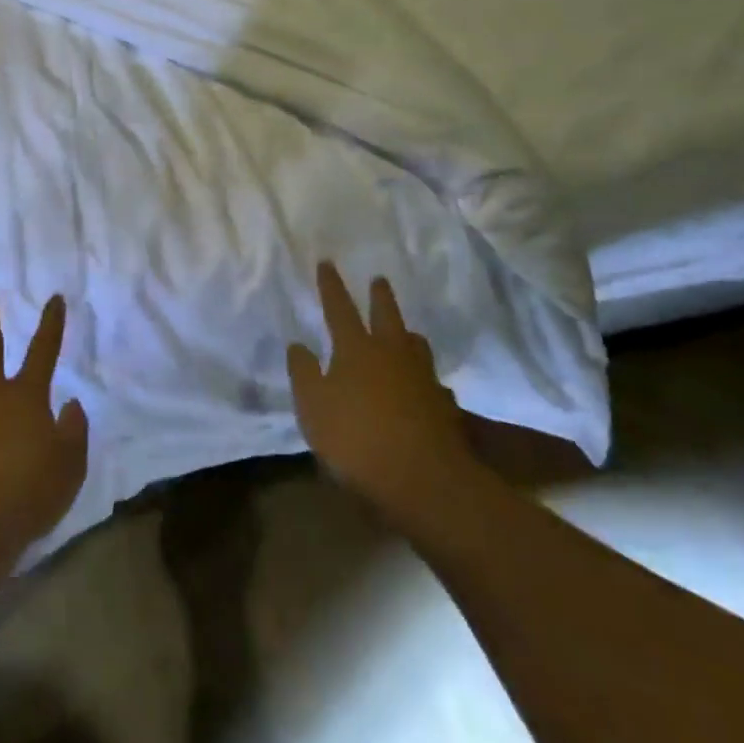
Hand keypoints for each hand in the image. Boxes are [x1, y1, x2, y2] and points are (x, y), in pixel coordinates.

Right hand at [287, 263, 483, 524]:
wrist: (424, 480)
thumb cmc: (357, 439)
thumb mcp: (313, 408)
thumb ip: (303, 373)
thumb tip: (298, 344)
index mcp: (356, 349)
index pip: (339, 308)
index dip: (331, 285)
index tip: (327, 262)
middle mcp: (392, 353)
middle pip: (387, 315)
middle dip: (380, 296)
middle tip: (378, 280)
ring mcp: (423, 378)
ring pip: (416, 344)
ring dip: (407, 333)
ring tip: (405, 331)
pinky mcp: (445, 406)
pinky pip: (432, 382)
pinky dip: (424, 378)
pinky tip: (424, 387)